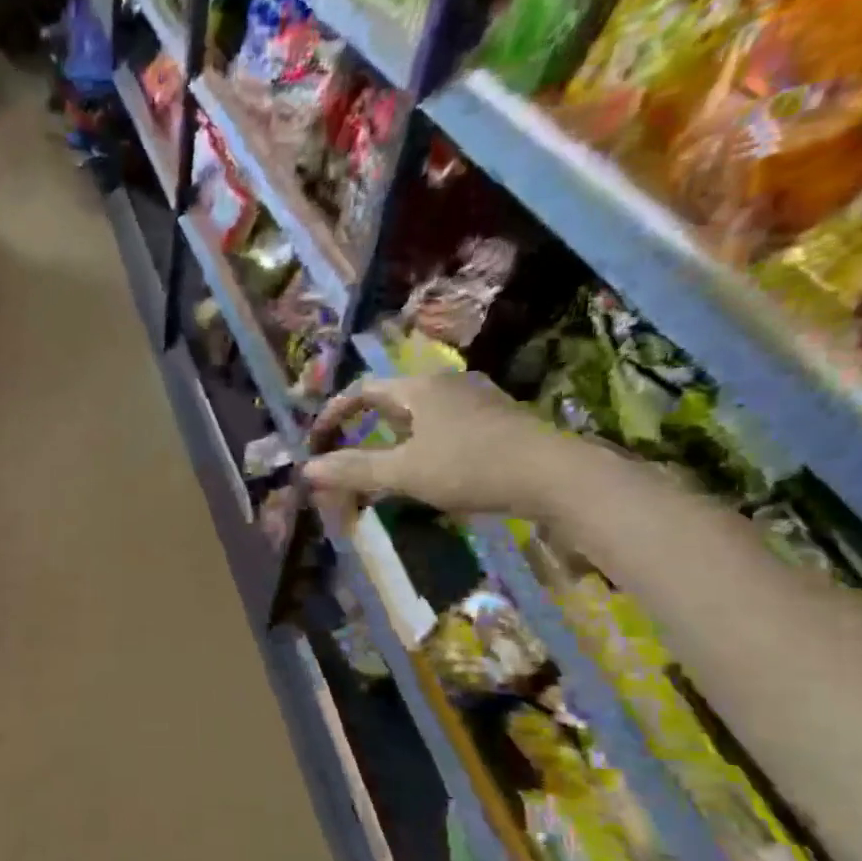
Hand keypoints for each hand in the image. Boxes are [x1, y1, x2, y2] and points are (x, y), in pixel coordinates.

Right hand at [301, 371, 572, 518]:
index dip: (333, 415)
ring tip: (380, 471)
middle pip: (390, 402)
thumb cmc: (470, 466)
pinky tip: (423, 473)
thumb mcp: (403, 472)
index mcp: (419, 387)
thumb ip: (353, 469)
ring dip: (391, 441)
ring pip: (417, 416)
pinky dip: (419, 446)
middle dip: (361, 430)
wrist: (554, 476)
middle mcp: (446, 384)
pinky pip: (442, 427)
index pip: (361, 390)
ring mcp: (475, 401)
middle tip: (345, 459)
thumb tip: (307, 470)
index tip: (317, 444)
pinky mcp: (496, 421)